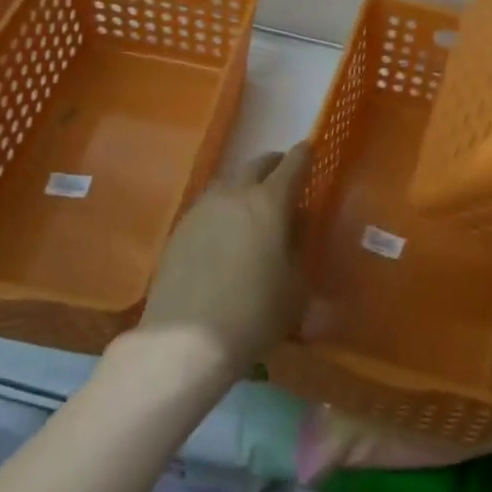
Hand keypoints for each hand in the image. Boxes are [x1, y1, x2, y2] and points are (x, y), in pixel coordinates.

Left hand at [136, 144, 309, 382]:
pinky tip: (224, 230)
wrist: (185, 340)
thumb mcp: (296, 288)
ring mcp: (203, 209)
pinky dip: (222, 208)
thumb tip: (297, 225)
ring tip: (252, 204)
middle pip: (257, 165)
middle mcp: (235, 194)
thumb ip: (299, 249)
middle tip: (283, 175)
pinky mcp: (179, 229)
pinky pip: (208, 205)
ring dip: (245, 185)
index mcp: (270, 202)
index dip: (305, 155)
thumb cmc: (254, 314)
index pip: (293, 165)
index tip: (311, 150)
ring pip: (229, 182)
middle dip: (274, 164)